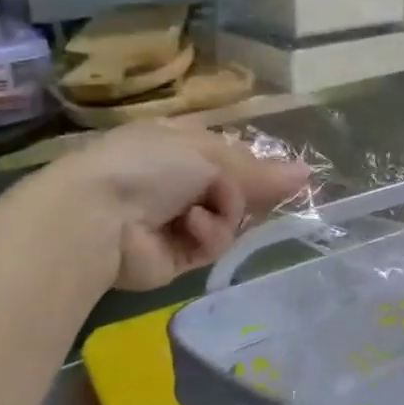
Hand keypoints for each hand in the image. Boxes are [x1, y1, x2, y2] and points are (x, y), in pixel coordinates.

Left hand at [32, 123, 310, 291]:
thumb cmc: (149, 166)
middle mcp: (178, 182)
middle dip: (247, 191)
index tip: (285, 176)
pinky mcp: (177, 257)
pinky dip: (209, 234)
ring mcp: (177, 220)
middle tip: (262, 193)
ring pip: (231, 218)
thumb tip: (307, 174)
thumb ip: (259, 171)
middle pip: (235, 189)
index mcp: (179, 146)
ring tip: (205, 208)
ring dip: (226, 211)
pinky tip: (192, 227)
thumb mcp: (209, 156)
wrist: (96, 217)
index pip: (230, 155)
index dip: (257, 165)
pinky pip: (213, 244)